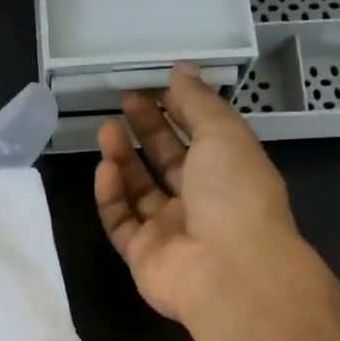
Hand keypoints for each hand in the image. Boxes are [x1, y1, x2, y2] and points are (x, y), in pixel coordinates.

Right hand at [95, 63, 304, 325]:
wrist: (229, 270)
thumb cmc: (234, 193)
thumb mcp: (223, 133)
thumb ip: (198, 101)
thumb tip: (181, 69)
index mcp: (229, 172)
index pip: (199, 137)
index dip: (176, 111)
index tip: (151, 87)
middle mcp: (201, 202)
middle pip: (167, 162)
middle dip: (146, 131)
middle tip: (122, 102)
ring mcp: (170, 231)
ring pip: (139, 191)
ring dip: (122, 159)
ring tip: (105, 129)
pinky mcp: (143, 255)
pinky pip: (121, 222)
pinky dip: (111, 196)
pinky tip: (105, 169)